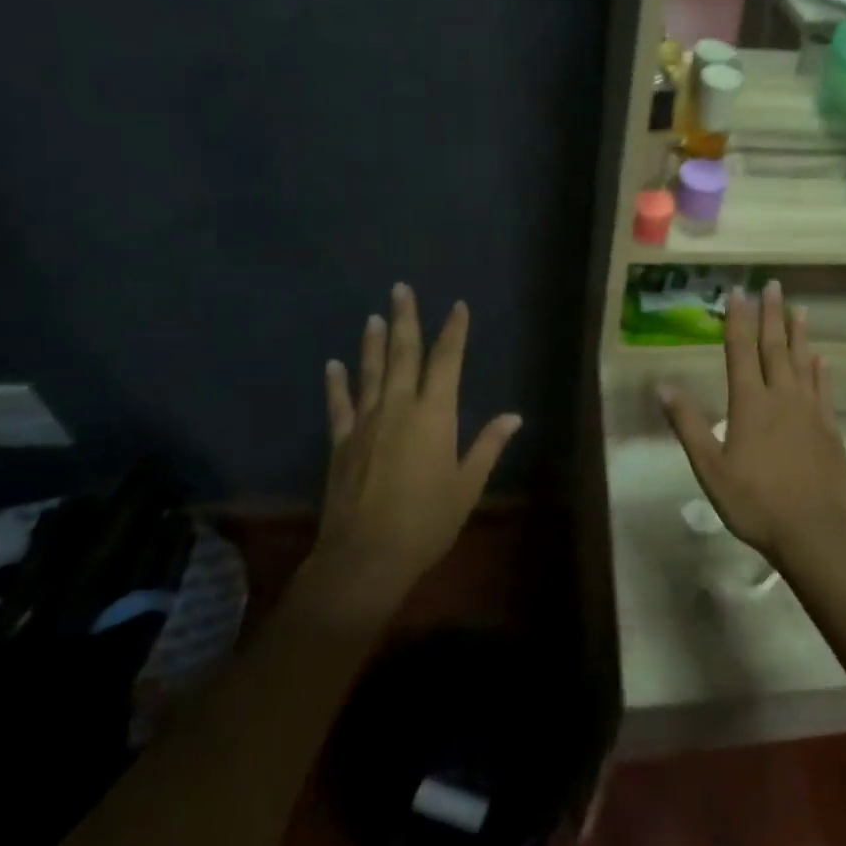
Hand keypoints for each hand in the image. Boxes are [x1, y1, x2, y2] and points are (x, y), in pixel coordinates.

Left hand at [307, 283, 521, 606]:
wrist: (365, 557)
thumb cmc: (427, 521)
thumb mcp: (467, 485)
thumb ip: (487, 445)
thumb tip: (513, 416)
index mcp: (435, 415)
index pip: (447, 362)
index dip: (454, 332)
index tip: (457, 306)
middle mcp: (399, 408)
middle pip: (404, 354)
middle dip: (406, 319)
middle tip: (401, 288)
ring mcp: (365, 423)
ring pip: (371, 372)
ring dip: (374, 342)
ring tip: (374, 316)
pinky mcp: (341, 442)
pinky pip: (338, 405)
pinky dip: (336, 383)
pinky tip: (332, 364)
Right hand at [659, 279, 845, 563]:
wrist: (813, 531)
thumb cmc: (754, 501)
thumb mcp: (709, 466)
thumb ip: (687, 424)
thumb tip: (663, 385)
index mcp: (749, 403)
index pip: (740, 351)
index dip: (738, 320)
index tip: (739, 291)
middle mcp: (781, 397)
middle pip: (774, 348)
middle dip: (771, 315)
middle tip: (773, 285)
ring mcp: (809, 411)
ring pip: (803, 362)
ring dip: (799, 334)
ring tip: (799, 308)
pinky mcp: (828, 429)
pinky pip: (824, 390)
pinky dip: (821, 371)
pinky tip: (822, 358)